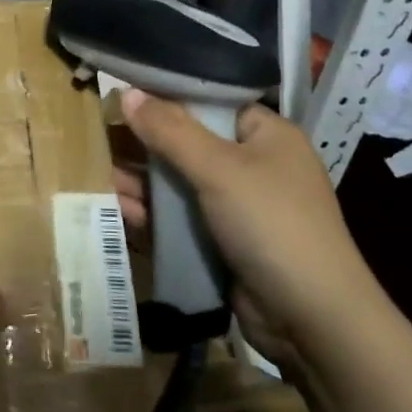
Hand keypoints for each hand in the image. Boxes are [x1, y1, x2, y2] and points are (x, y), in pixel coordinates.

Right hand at [115, 89, 379, 361]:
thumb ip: (170, 130)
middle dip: (145, 146)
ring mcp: (238, 207)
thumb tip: (126, 91)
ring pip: (180, 184)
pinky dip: (153, 215)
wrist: (312, 320)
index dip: (166, 98)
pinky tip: (119, 211)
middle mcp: (254, 165)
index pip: (210, 102)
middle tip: (98, 140)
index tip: (121, 96)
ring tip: (99, 179)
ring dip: (142, 183)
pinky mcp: (224, 243)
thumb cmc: (271, 224)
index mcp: (266, 135)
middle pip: (188, 144)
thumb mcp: (219, 169)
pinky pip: (181, 219)